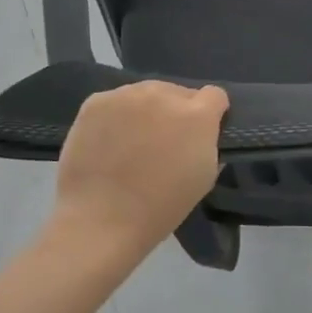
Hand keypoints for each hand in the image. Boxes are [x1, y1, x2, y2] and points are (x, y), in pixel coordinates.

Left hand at [49, 81, 228, 264]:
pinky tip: (107, 142)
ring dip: (145, 111)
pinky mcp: (96, 101)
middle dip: (175, 111)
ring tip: (131, 142)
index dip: (210, 113)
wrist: (101, 220)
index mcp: (197, 114)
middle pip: (177, 92)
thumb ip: (207, 143)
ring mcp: (127, 95)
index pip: (215, 95)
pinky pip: (114, 102)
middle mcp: (164, 94)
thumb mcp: (205, 177)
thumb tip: (199, 134)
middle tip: (161, 142)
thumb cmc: (161, 207)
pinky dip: (115, 117)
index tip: (200, 133)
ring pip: (144, 94)